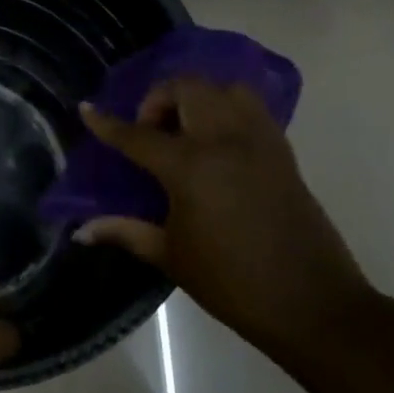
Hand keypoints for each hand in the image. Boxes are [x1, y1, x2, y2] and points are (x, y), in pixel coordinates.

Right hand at [76, 79, 372, 347]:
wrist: (312, 304)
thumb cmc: (231, 282)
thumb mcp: (170, 255)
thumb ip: (125, 231)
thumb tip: (81, 231)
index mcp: (191, 167)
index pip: (137, 135)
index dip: (107, 123)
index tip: (86, 108)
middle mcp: (225, 140)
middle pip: (186, 89)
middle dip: (158, 99)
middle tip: (149, 132)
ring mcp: (259, 141)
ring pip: (223, 88)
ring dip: (196, 97)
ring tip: (184, 130)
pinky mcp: (283, 151)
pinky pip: (251, 107)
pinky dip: (226, 108)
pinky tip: (215, 142)